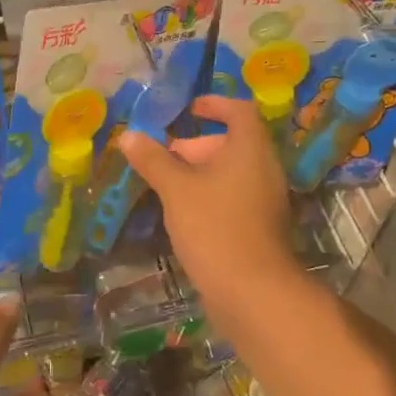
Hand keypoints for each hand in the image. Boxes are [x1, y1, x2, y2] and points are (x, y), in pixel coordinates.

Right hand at [122, 95, 303, 319]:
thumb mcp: (176, 189)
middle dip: (196, 145)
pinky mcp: (260, 227)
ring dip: (200, 173)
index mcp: (251, 149)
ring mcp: (266, 200)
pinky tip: (183, 214)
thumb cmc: (215, 227)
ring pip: (232, 173)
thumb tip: (129, 135)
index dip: (215, 104)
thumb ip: (153, 160)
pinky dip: (210, 196)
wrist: (252, 292)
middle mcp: (264, 169)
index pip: (239, 111)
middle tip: (164, 157)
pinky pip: (234, 197)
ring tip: (166, 187)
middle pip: (233, 143)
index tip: (188, 109)